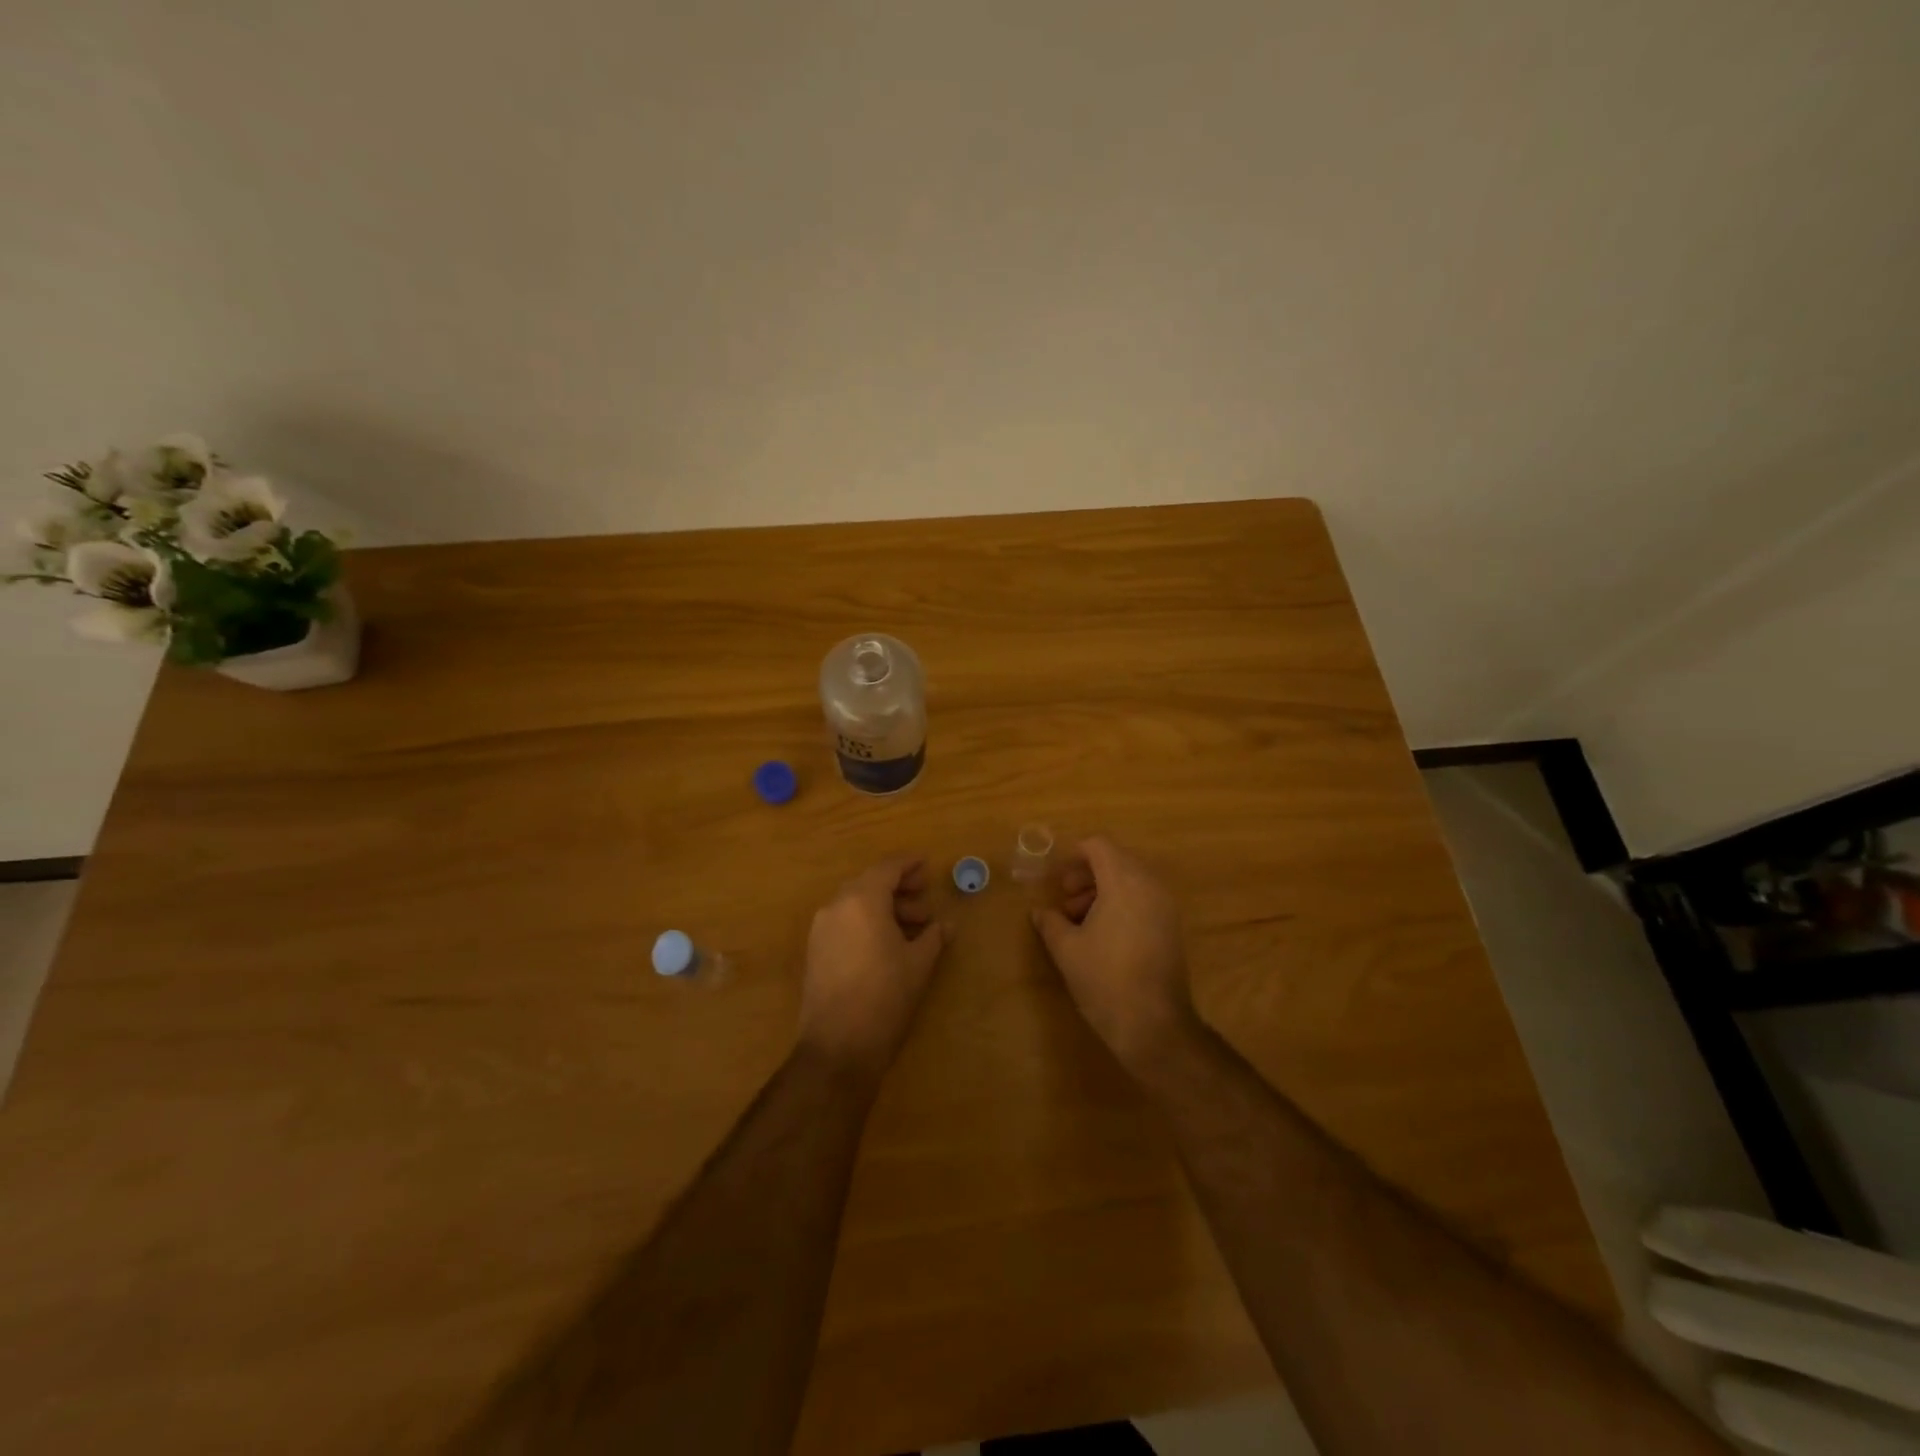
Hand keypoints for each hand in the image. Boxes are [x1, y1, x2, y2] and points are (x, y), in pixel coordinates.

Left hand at [799, 856, 951, 1080]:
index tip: (927, 865)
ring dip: (885, 907)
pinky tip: (889, 943)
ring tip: (914, 926)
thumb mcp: (918, 964)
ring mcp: (821, 929)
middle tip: (925, 898)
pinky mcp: (816, 951)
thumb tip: (947, 925)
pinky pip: (845, 922)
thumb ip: (933, 937)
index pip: (887, 869)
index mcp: (862, 901)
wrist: (838, 1046)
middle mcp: (836, 906)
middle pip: (870, 883)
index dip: (909, 864)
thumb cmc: (885, 997)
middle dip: (899, 888)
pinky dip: (867, 922)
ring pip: (856, 903)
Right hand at [1032, 837, 1200, 1077]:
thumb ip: (1050, 922)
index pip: (1099, 845)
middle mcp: (1149, 885)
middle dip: (1087, 874)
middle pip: (1116, 860)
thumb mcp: (1066, 949)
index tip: (1057, 880)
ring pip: (1131, 880)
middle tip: (1065, 899)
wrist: (1154, 1025)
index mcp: (1124, 882)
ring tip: (1079, 920)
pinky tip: (1102, 934)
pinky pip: (1143, 899)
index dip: (1074, 856)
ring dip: (1103, 890)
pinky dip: (1121, 903)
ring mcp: (1165, 906)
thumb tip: (1039, 911)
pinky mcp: (1172, 927)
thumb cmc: (1105, 979)